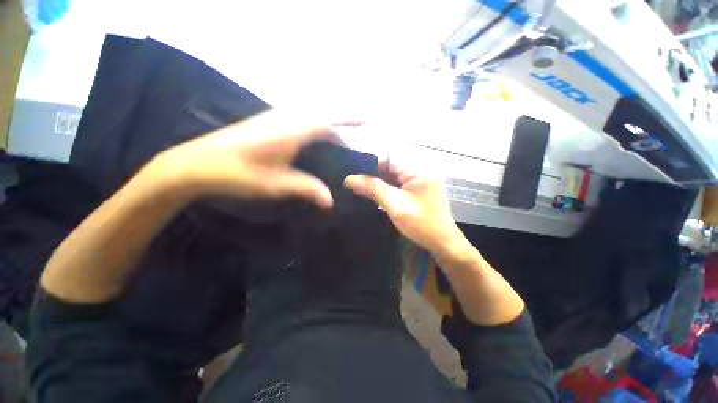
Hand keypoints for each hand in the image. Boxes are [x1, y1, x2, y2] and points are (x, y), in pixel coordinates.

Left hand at [149, 110, 338, 208]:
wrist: (194, 163)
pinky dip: (316, 131)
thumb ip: (307, 188)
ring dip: (329, 128)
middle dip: (343, 122)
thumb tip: (331, 201)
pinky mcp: (269, 125)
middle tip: (355, 141)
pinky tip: (317, 146)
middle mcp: (286, 119)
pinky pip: (302, 123)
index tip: (369, 120)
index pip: (329, 120)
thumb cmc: (236, 173)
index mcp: (291, 130)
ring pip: (312, 119)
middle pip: (323, 116)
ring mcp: (276, 119)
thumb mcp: (275, 184)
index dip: (351, 118)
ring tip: (340, 146)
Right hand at [344, 160, 464, 255]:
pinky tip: (371, 193)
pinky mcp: (415, 190)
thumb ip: (373, 189)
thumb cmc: (422, 225)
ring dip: (377, 182)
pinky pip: (396, 184)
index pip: (390, 157)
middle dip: (372, 173)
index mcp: (418, 170)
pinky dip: (384, 188)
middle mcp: (419, 171)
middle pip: (390, 166)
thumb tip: (349, 179)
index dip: (371, 163)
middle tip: (353, 181)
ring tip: (358, 186)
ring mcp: (418, 181)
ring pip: (391, 176)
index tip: (354, 173)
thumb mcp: (395, 205)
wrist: (442, 244)